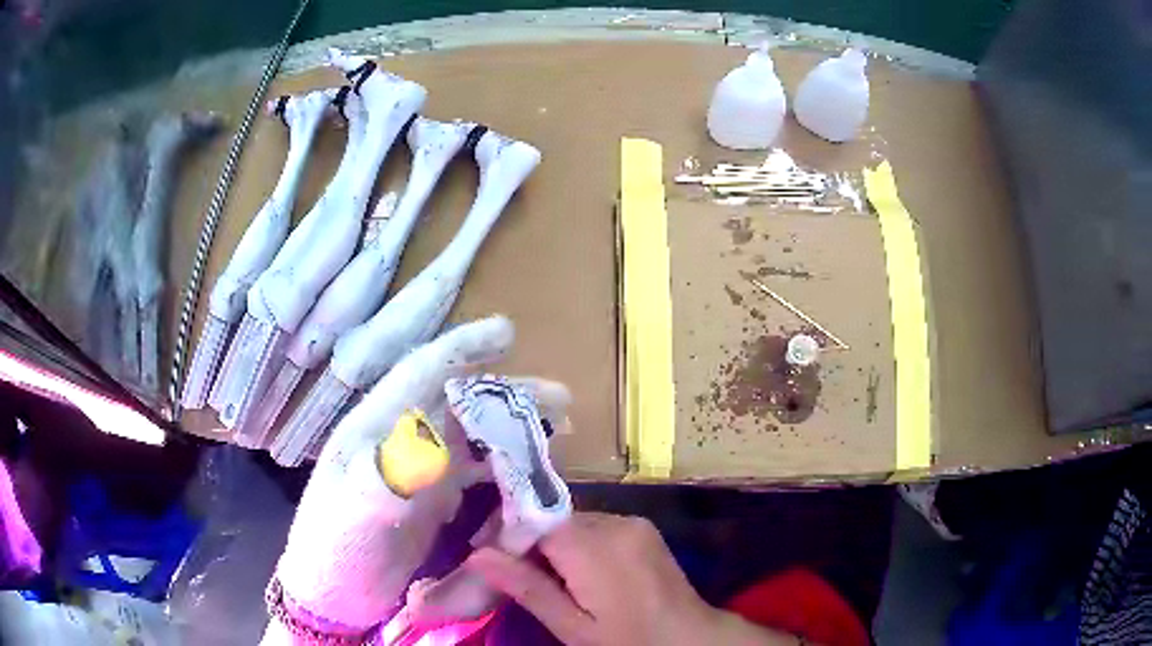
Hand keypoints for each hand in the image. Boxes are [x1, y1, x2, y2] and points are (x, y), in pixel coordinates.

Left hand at [271, 316, 567, 634]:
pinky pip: (474, 476)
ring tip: (557, 434)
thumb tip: (430, 443)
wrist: (333, 596)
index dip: (462, 348)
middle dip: (508, 396)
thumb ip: (381, 481)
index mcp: (374, 430)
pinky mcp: (429, 501)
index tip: (507, 332)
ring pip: (472, 439)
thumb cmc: (334, 553)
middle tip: (561, 399)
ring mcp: (416, 473)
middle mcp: (399, 442)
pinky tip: (526, 479)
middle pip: (459, 405)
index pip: (419, 375)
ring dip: (512, 433)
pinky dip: (503, 472)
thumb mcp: (351, 519)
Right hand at [467, 512, 794, 645]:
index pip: (532, 521)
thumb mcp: (573, 626)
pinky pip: (596, 525)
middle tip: (512, 575)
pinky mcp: (643, 527)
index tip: (489, 560)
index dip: (507, 537)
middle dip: (528, 541)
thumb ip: (527, 587)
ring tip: (546, 578)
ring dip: (553, 543)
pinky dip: (578, 543)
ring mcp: (632, 521)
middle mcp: (614, 521)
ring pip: (573, 522)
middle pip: (553, 519)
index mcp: (594, 546)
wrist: (689, 636)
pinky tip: (578, 572)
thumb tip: (478, 555)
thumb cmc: (627, 639)